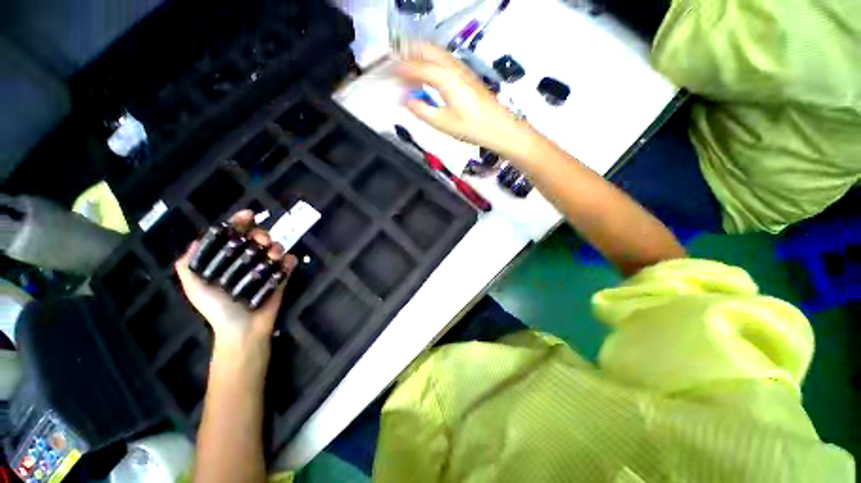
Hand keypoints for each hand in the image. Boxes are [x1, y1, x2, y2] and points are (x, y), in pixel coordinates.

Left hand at [175, 210, 297, 351]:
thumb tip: (197, 240)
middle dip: (260, 233)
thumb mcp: (194, 287)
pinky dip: (289, 261)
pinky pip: (290, 263)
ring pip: (276, 247)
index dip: (239, 222)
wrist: (243, 329)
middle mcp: (247, 260)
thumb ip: (188, 265)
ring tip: (273, 256)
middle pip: (257, 237)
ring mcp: (266, 268)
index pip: (234, 235)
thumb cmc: (217, 308)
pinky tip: (286, 264)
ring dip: (276, 247)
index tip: (248, 215)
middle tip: (262, 240)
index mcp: (227, 260)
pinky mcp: (281, 276)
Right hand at [396, 43, 531, 158]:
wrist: (497, 127)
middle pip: (426, 49)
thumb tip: (409, 102)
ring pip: (436, 53)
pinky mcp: (466, 75)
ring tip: (411, 70)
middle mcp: (452, 68)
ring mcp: (461, 69)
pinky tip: (430, 75)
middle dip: (408, 54)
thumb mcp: (442, 123)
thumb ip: (422, 110)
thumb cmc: (471, 127)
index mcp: (444, 79)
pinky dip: (432, 62)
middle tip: (398, 66)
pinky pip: (444, 60)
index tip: (389, 73)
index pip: (416, 67)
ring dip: (420, 57)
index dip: (400, 70)